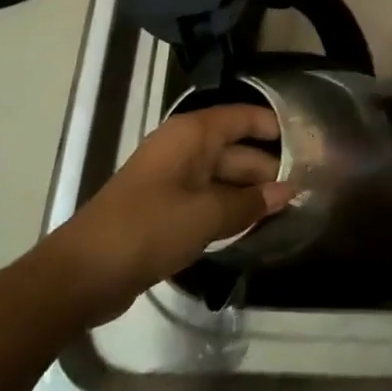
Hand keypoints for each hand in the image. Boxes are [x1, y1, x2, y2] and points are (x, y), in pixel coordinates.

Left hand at [59, 105, 291, 323]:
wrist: (83, 273)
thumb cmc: (148, 229)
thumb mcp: (206, 216)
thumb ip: (250, 203)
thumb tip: (289, 192)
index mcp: (192, 135)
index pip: (244, 117)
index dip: (275, 127)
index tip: (308, 143)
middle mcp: (184, 148)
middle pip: (236, 148)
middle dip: (268, 166)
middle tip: (307, 186)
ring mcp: (173, 178)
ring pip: (223, 176)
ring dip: (250, 191)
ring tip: (288, 206)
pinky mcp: (165, 207)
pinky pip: (207, 198)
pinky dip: (229, 207)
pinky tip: (253, 223)